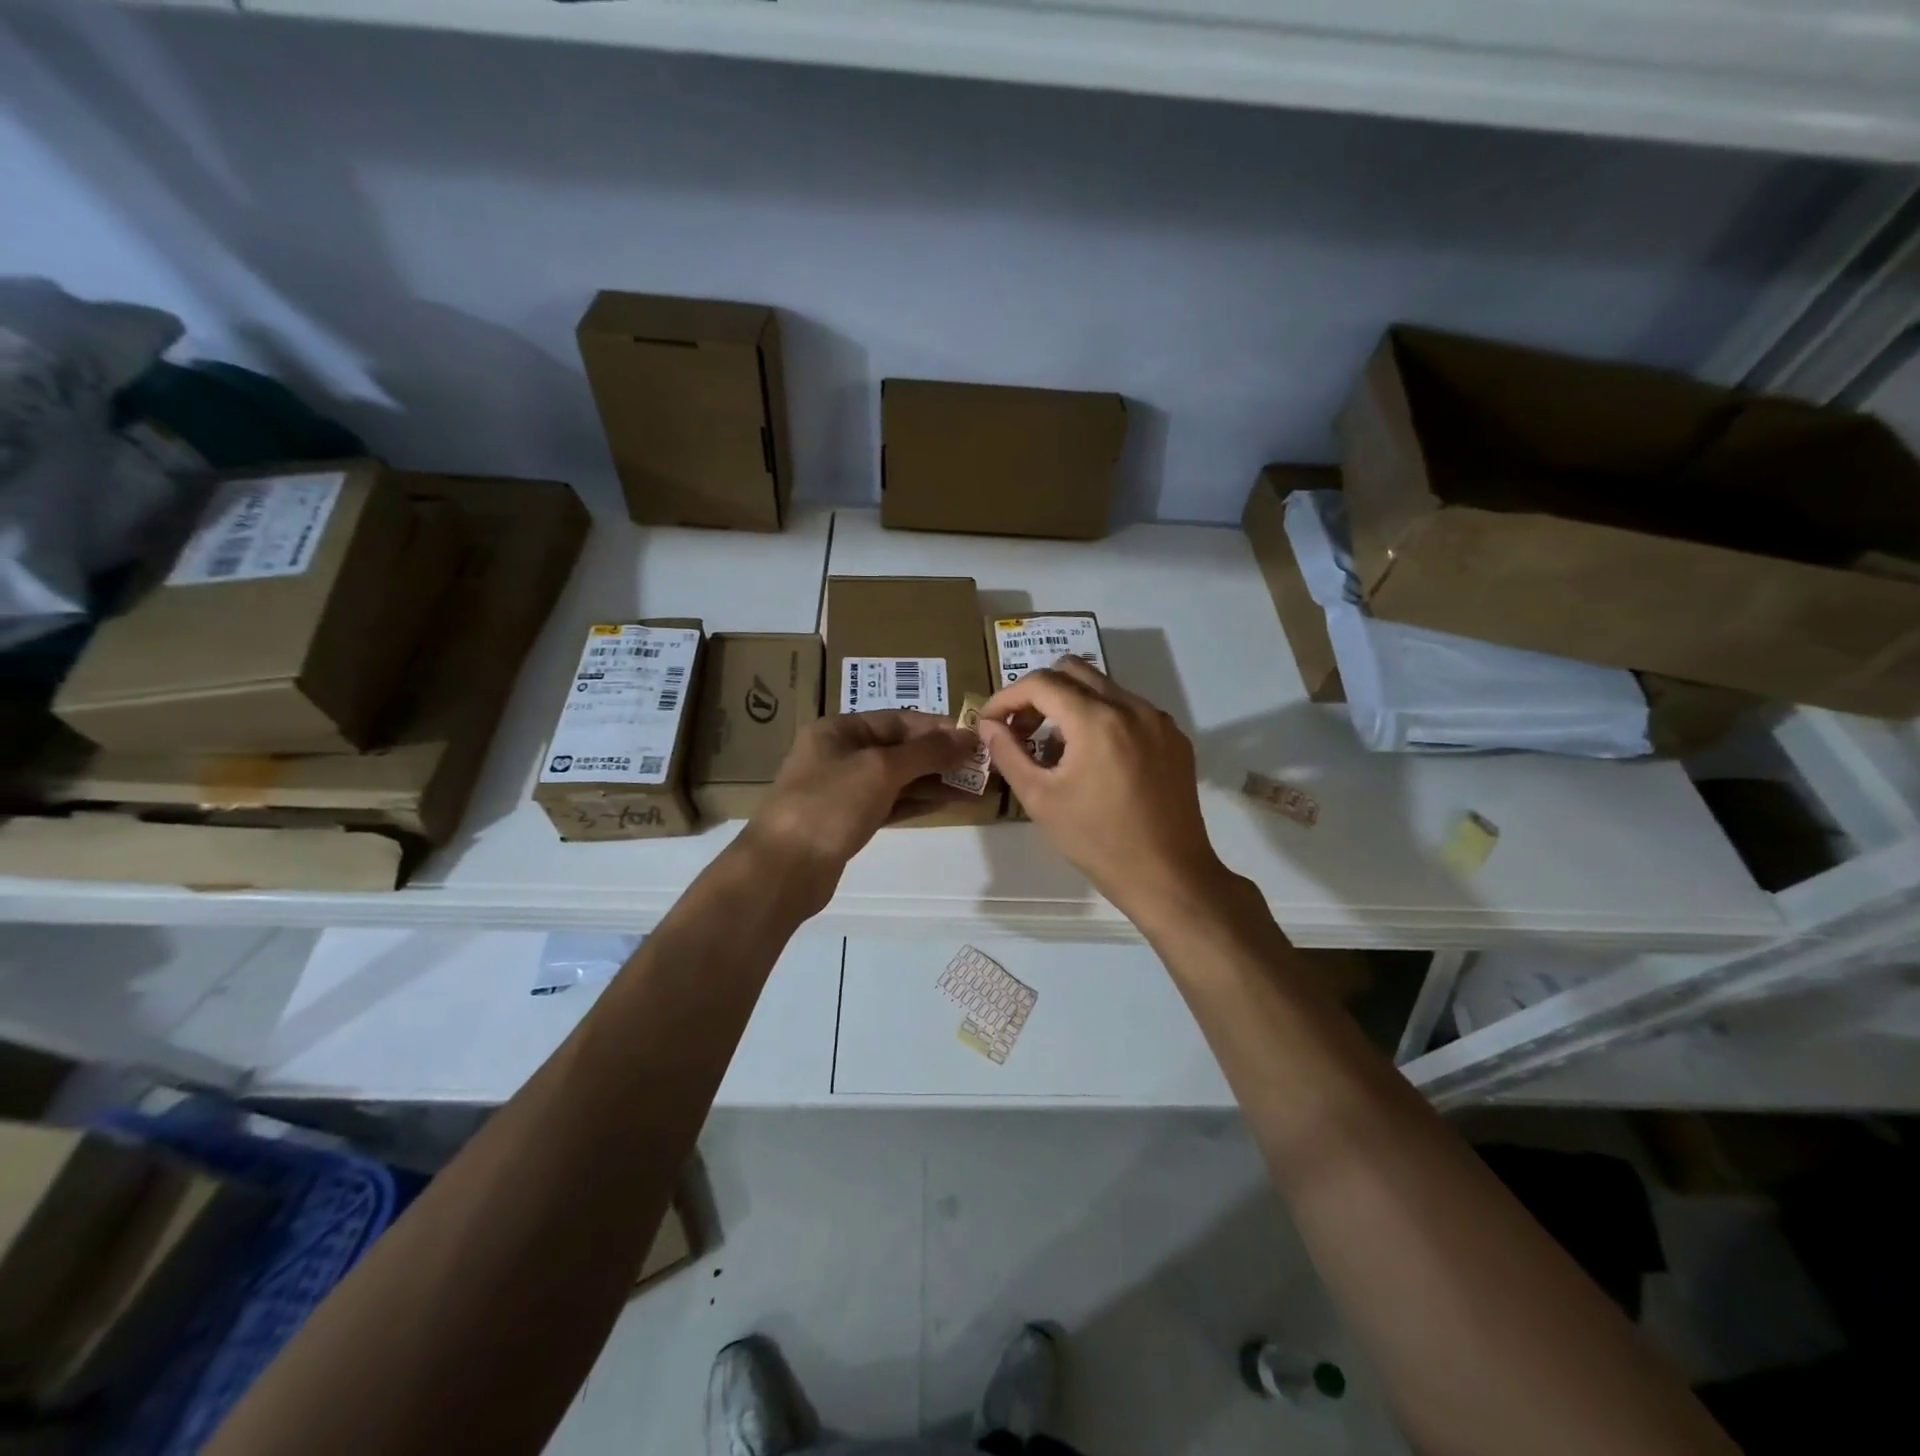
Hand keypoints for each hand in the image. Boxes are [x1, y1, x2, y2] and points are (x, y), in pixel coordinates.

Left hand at [740, 709, 977, 909]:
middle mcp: (839, 754)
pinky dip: (916, 802)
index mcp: (838, 730)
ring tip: (973, 786)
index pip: (897, 719)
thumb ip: (927, 752)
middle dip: (938, 756)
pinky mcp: (848, 822)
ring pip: (896, 778)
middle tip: (979, 765)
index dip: (936, 727)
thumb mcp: (881, 769)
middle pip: (898, 748)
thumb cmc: (829, 805)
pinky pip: (889, 803)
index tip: (973, 738)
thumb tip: (967, 737)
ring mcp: (843, 790)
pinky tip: (946, 803)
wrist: (783, 869)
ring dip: (933, 780)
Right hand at [979, 657, 1237, 928]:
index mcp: (1097, 720)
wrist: (1169, 876)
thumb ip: (1008, 753)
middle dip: (1039, 694)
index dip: (1007, 697)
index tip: (990, 722)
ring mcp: (1158, 720)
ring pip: (1103, 688)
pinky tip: (1094, 760)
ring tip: (1056, 750)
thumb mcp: (1040, 799)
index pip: (1041, 683)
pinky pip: (1129, 710)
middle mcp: (1132, 707)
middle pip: (1073, 671)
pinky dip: (1102, 719)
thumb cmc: (1097, 841)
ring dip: (1071, 705)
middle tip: (1022, 730)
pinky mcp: (1175, 738)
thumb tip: (988, 724)